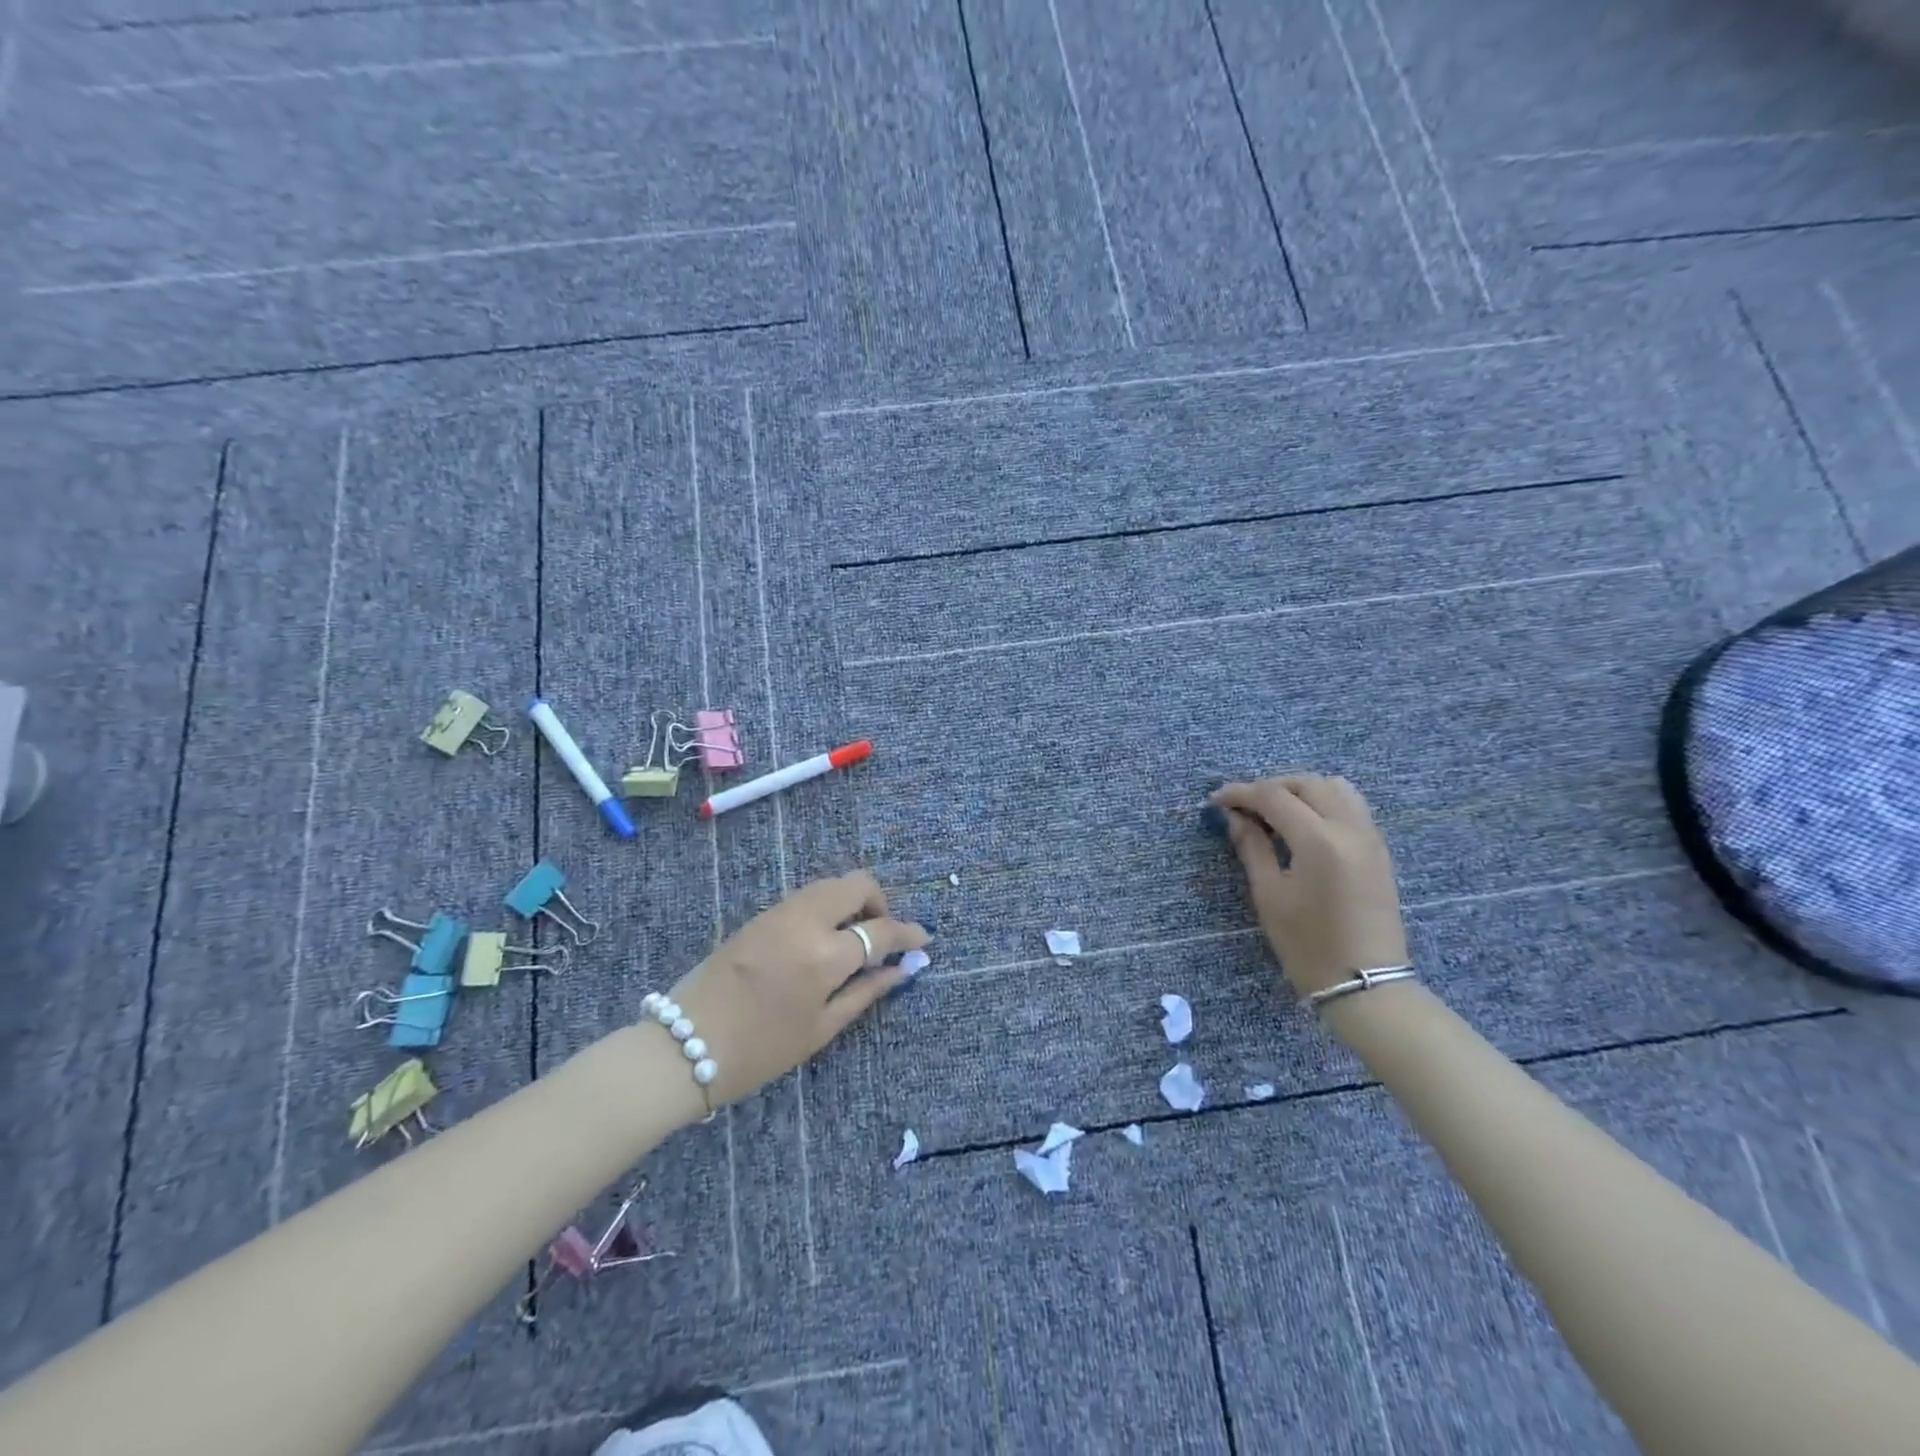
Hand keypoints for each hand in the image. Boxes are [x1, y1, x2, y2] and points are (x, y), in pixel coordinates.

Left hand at [659, 870, 929, 1105]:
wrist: (684, 1044)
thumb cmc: (759, 1050)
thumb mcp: (820, 1029)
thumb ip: (866, 992)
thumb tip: (902, 969)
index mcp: (824, 954)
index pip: (880, 929)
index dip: (908, 933)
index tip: (924, 939)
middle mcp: (805, 920)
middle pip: (857, 883)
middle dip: (880, 902)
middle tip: (882, 935)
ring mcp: (779, 912)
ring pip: (830, 883)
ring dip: (852, 901)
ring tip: (852, 939)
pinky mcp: (760, 914)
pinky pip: (807, 895)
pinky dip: (827, 906)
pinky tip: (823, 938)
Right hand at [1211, 775, 1408, 998]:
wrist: (1365, 983)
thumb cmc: (1308, 944)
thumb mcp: (1270, 895)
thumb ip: (1252, 848)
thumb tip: (1234, 817)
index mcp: (1319, 840)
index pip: (1274, 796)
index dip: (1240, 793)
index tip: (1216, 800)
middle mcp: (1349, 828)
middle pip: (1307, 783)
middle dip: (1271, 787)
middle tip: (1243, 806)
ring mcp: (1370, 837)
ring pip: (1335, 787)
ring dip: (1301, 790)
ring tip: (1275, 811)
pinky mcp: (1379, 849)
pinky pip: (1351, 805)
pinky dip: (1323, 802)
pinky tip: (1303, 825)